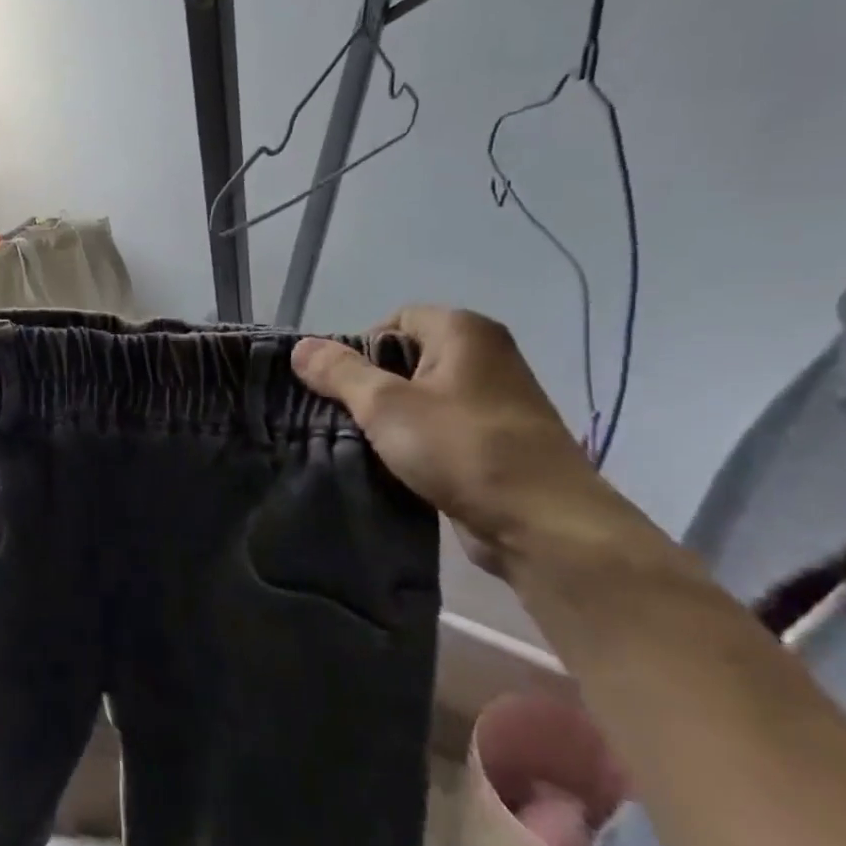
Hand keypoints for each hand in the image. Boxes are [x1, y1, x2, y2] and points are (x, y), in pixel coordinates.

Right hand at [291, 306, 652, 576]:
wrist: (544, 525)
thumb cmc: (463, 449)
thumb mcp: (386, 405)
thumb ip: (339, 372)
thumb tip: (300, 347)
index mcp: (465, 332)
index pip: (393, 320)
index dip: (360, 349)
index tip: (342, 388)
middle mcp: (485, 357)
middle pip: (405, 358)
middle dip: (370, 387)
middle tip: (347, 417)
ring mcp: (495, 401)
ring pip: (420, 398)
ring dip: (390, 420)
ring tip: (365, 445)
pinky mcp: (496, 441)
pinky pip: (439, 429)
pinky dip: (415, 442)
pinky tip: (396, 466)